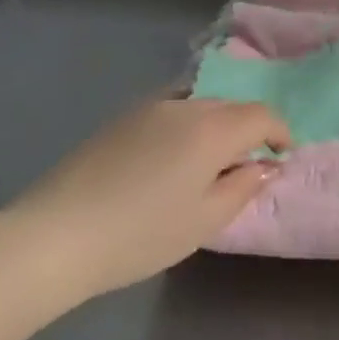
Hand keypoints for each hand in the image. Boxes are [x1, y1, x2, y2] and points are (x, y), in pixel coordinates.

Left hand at [5, 98, 289, 301]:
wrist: (56, 235)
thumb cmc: (142, 234)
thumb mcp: (205, 220)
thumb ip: (245, 186)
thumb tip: (268, 165)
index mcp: (212, 128)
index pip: (261, 115)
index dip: (279, 132)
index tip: (282, 156)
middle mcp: (185, 105)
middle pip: (230, 106)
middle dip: (247, 130)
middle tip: (245, 166)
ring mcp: (148, 107)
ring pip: (199, 105)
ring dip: (215, 126)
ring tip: (208, 163)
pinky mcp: (121, 118)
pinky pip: (170, 110)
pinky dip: (186, 126)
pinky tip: (171, 158)